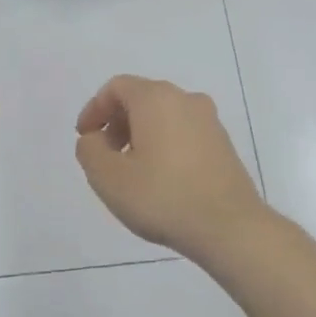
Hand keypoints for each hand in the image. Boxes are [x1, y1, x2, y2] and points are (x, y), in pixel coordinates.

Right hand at [74, 75, 267, 261]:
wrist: (230, 228)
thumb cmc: (163, 197)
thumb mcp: (108, 178)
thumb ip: (90, 150)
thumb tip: (95, 139)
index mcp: (157, 99)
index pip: (116, 87)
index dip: (94, 109)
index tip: (85, 138)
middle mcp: (187, 100)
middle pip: (141, 98)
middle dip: (117, 123)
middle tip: (105, 156)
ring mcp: (210, 122)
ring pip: (164, 116)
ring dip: (140, 135)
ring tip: (131, 171)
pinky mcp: (223, 145)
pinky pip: (183, 133)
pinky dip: (163, 145)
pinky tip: (159, 179)